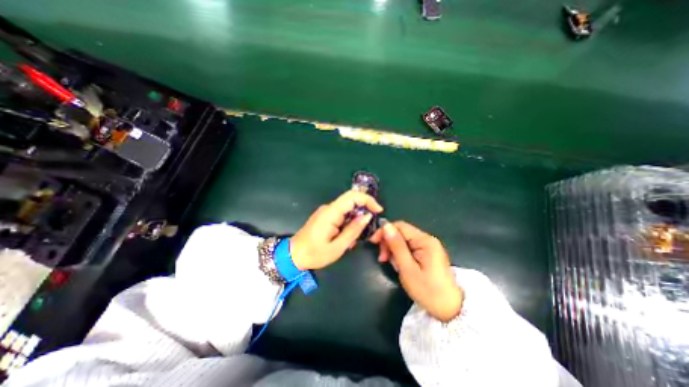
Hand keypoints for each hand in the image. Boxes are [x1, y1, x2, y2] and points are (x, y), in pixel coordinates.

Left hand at [289, 190, 381, 269]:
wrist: (293, 255)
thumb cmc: (314, 254)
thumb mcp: (337, 247)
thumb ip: (353, 230)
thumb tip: (367, 216)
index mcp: (331, 213)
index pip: (352, 196)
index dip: (368, 200)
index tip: (378, 210)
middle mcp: (329, 208)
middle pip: (351, 201)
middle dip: (364, 212)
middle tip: (368, 229)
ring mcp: (326, 211)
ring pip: (348, 209)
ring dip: (355, 221)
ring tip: (352, 240)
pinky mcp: (325, 216)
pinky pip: (342, 215)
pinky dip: (348, 224)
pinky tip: (345, 238)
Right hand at [371, 222, 462, 321]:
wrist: (450, 309)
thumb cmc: (428, 291)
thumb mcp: (408, 269)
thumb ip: (396, 246)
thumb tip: (385, 226)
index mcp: (425, 241)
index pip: (400, 226)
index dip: (384, 231)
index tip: (373, 242)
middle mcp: (427, 239)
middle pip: (401, 232)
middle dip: (389, 242)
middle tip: (383, 259)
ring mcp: (428, 246)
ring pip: (403, 239)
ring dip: (393, 249)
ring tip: (391, 264)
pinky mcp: (427, 253)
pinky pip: (409, 246)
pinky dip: (400, 254)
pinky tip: (399, 264)